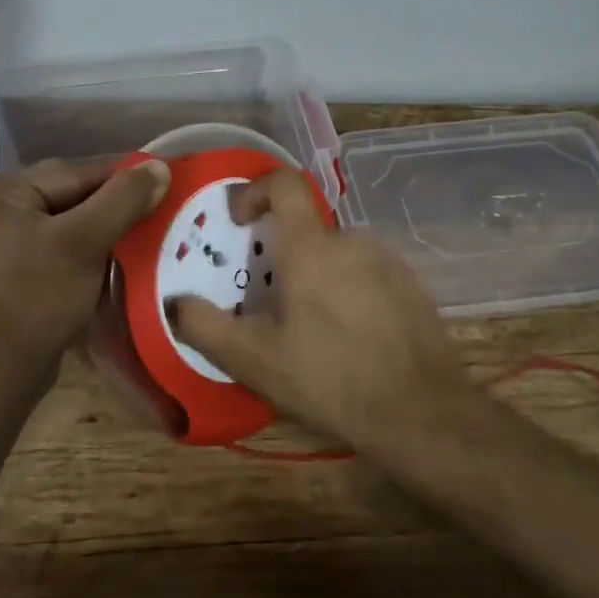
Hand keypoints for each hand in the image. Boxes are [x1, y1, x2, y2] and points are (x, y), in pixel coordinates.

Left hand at [0, 157, 170, 389]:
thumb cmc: (36, 299)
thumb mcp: (84, 242)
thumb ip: (122, 199)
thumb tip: (159, 166)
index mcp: (7, 190)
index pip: (79, 171)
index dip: (127, 175)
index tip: (169, 179)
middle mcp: (1, 207)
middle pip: (75, 194)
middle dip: (118, 202)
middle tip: (163, 208)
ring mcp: (6, 240)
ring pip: (72, 221)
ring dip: (108, 227)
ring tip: (149, 233)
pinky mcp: (17, 270)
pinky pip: (63, 246)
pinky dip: (91, 249)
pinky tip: (119, 258)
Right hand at [168, 170, 472, 448]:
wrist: (423, 415)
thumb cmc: (331, 380)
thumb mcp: (256, 362)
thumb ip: (206, 327)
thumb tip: (175, 302)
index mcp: (312, 247)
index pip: (284, 183)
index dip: (255, 190)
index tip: (239, 221)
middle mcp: (352, 240)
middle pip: (306, 229)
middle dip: (282, 256)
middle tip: (270, 304)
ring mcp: (387, 261)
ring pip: (336, 254)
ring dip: (315, 277)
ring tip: (309, 329)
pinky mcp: (411, 285)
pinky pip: (366, 272)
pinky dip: (347, 291)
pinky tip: (348, 338)